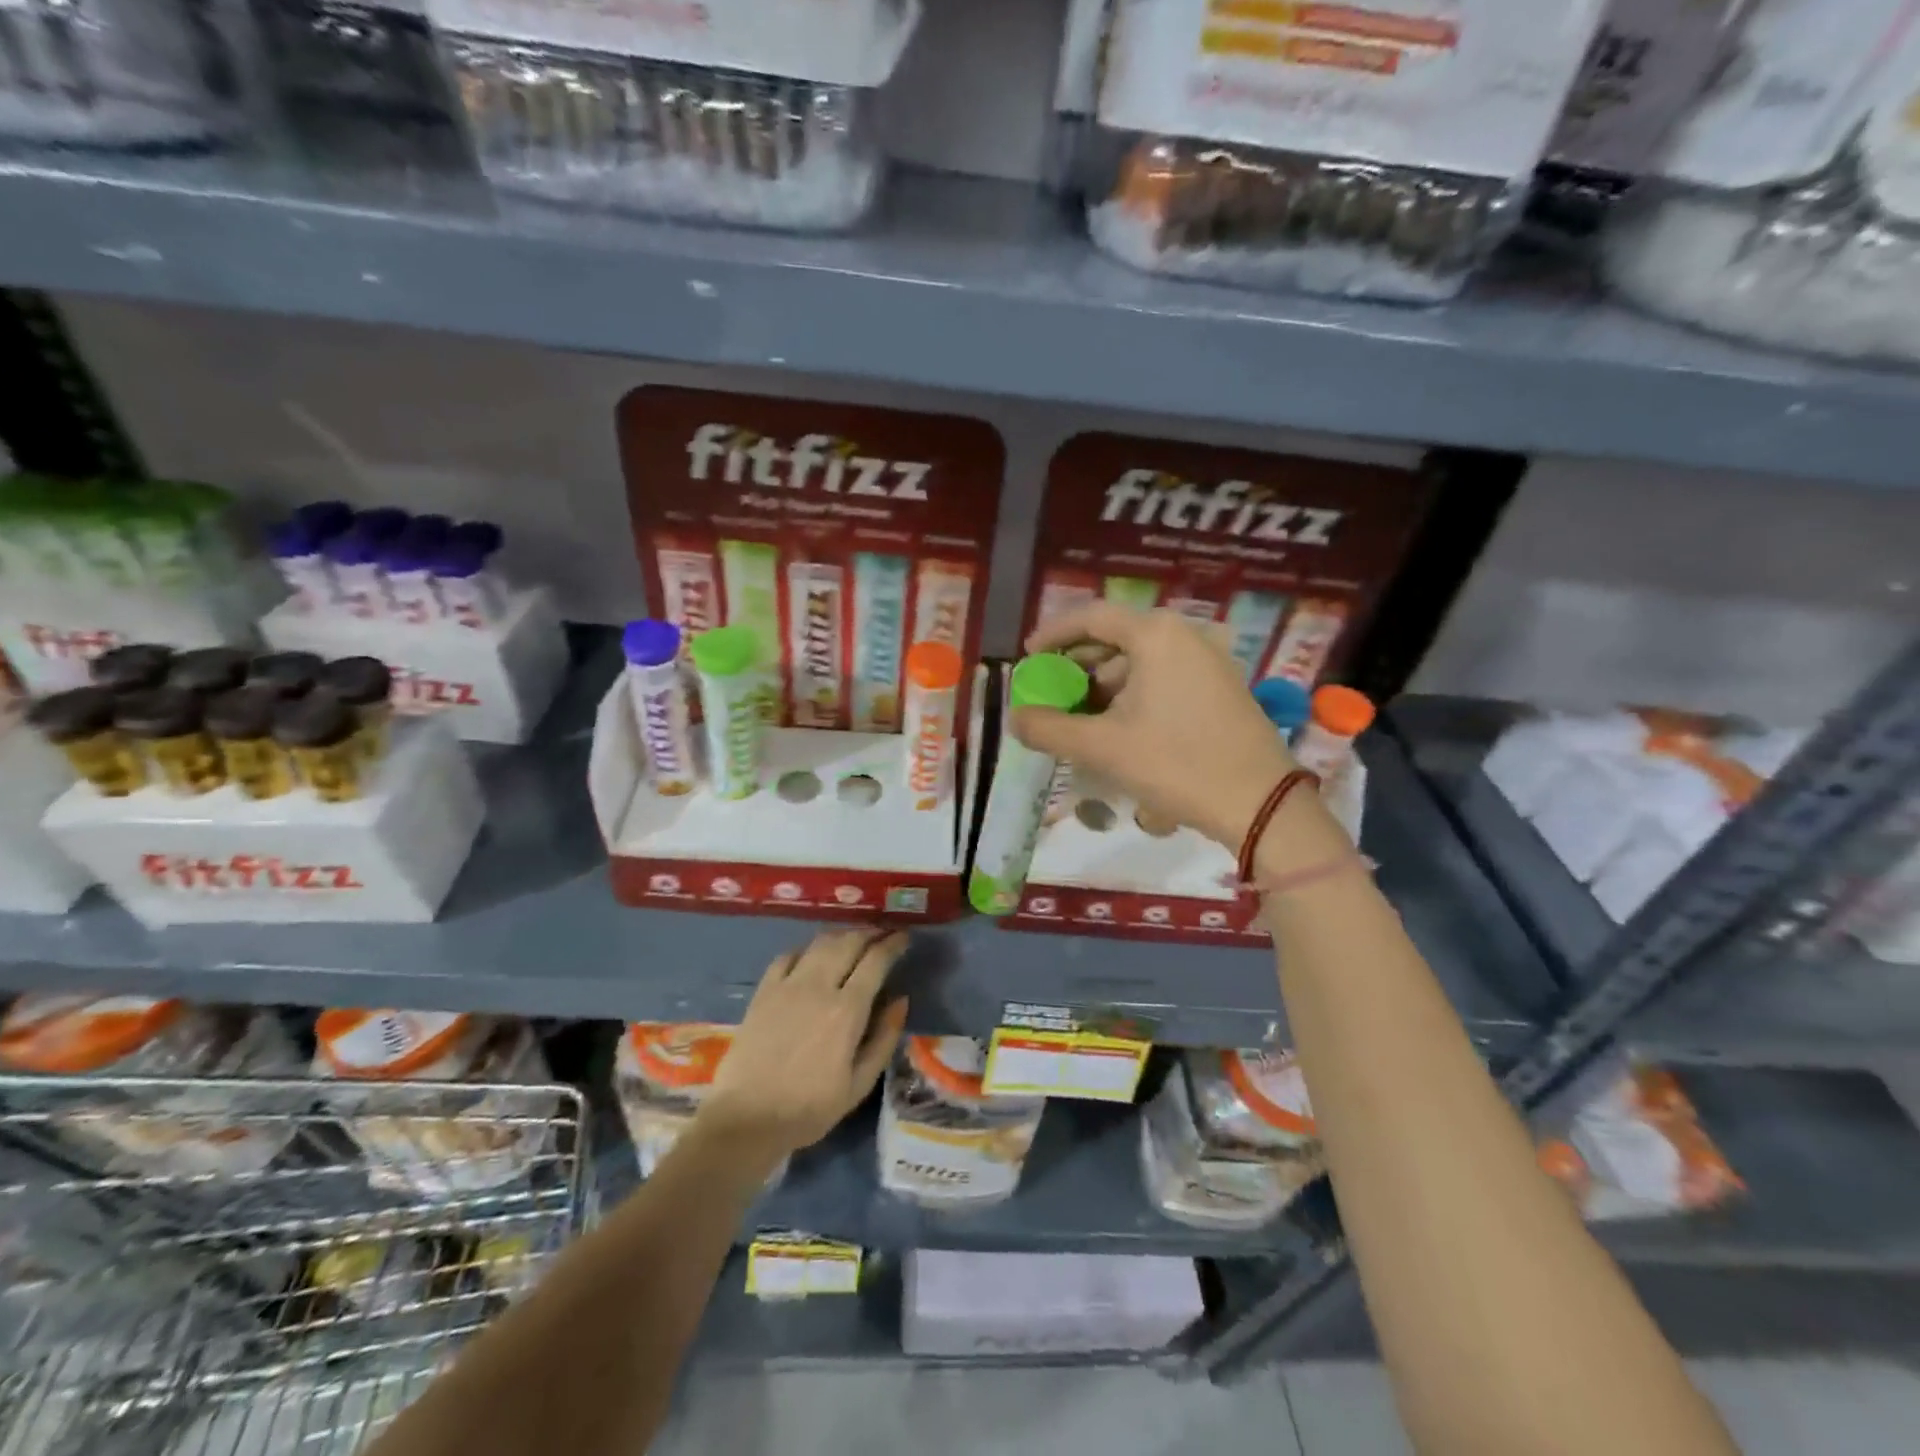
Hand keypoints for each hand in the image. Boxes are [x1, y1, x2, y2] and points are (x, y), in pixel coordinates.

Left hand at [701, 929, 909, 1156]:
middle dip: (870, 933)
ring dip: (841, 935)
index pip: (876, 960)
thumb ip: (884, 1039)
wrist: (746, 1119)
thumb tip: (901, 1000)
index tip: (904, 938)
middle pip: (849, 942)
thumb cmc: (809, 1109)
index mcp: (847, 1010)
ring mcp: (787, 985)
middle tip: (882, 934)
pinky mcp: (763, 991)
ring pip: (820, 942)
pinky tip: (812, 955)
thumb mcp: (859, 1085)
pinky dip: (806, 948)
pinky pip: (788, 955)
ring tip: (853, 939)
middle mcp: (819, 986)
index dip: (893, 944)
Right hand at [1014, 603, 1296, 850]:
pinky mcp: (1221, 687)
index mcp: (1155, 635)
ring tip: (1081, 720)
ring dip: (1105, 686)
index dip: (1053, 634)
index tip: (1028, 657)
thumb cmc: (1175, 764)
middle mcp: (1184, 635)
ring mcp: (1208, 660)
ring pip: (1140, 662)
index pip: (1091, 617)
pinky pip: (1164, 678)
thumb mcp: (1102, 748)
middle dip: (1078, 666)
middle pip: (1116, 638)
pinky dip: (1133, 695)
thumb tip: (1014, 719)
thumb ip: (1049, 729)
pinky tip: (1120, 729)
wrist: (1259, 804)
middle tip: (1051, 694)